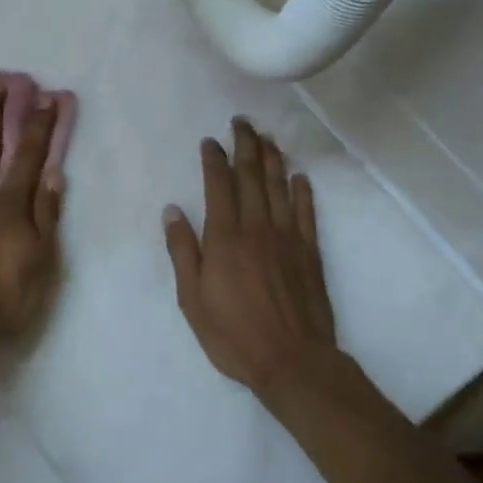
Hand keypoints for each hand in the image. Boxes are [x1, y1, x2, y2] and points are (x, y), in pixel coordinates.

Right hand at [163, 118, 340, 403]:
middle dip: (245, 146)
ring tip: (267, 137)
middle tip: (242, 122)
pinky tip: (299, 176)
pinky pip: (306, 213)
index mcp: (225, 238)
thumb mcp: (192, 299)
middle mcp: (257, 228)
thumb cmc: (233, 334)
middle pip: (252, 177)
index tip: (211, 141)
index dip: (215, 160)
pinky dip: (302, 191)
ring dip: (273, 159)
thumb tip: (173, 211)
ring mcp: (287, 238)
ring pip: (279, 188)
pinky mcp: (309, 252)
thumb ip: (183, 252)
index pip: (219, 187)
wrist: (293, 360)